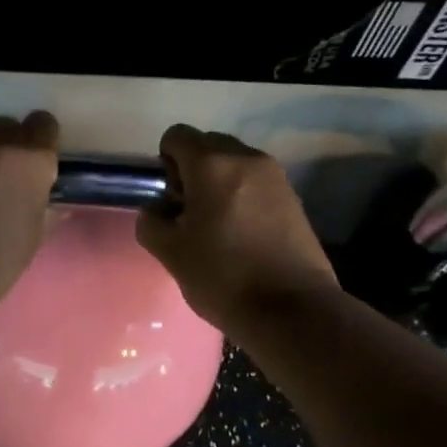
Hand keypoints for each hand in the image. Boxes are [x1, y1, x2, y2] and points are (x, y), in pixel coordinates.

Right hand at [137, 125, 340, 331]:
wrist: (292, 310)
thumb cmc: (223, 277)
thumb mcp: (170, 253)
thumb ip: (152, 222)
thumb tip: (157, 210)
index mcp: (212, 165)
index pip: (177, 136)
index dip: (164, 163)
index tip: (169, 199)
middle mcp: (247, 158)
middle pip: (208, 145)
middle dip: (192, 169)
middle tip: (189, 212)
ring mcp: (276, 176)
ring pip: (234, 163)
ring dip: (218, 182)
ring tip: (217, 225)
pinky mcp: (294, 198)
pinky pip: (256, 182)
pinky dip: (242, 195)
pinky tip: (242, 234)